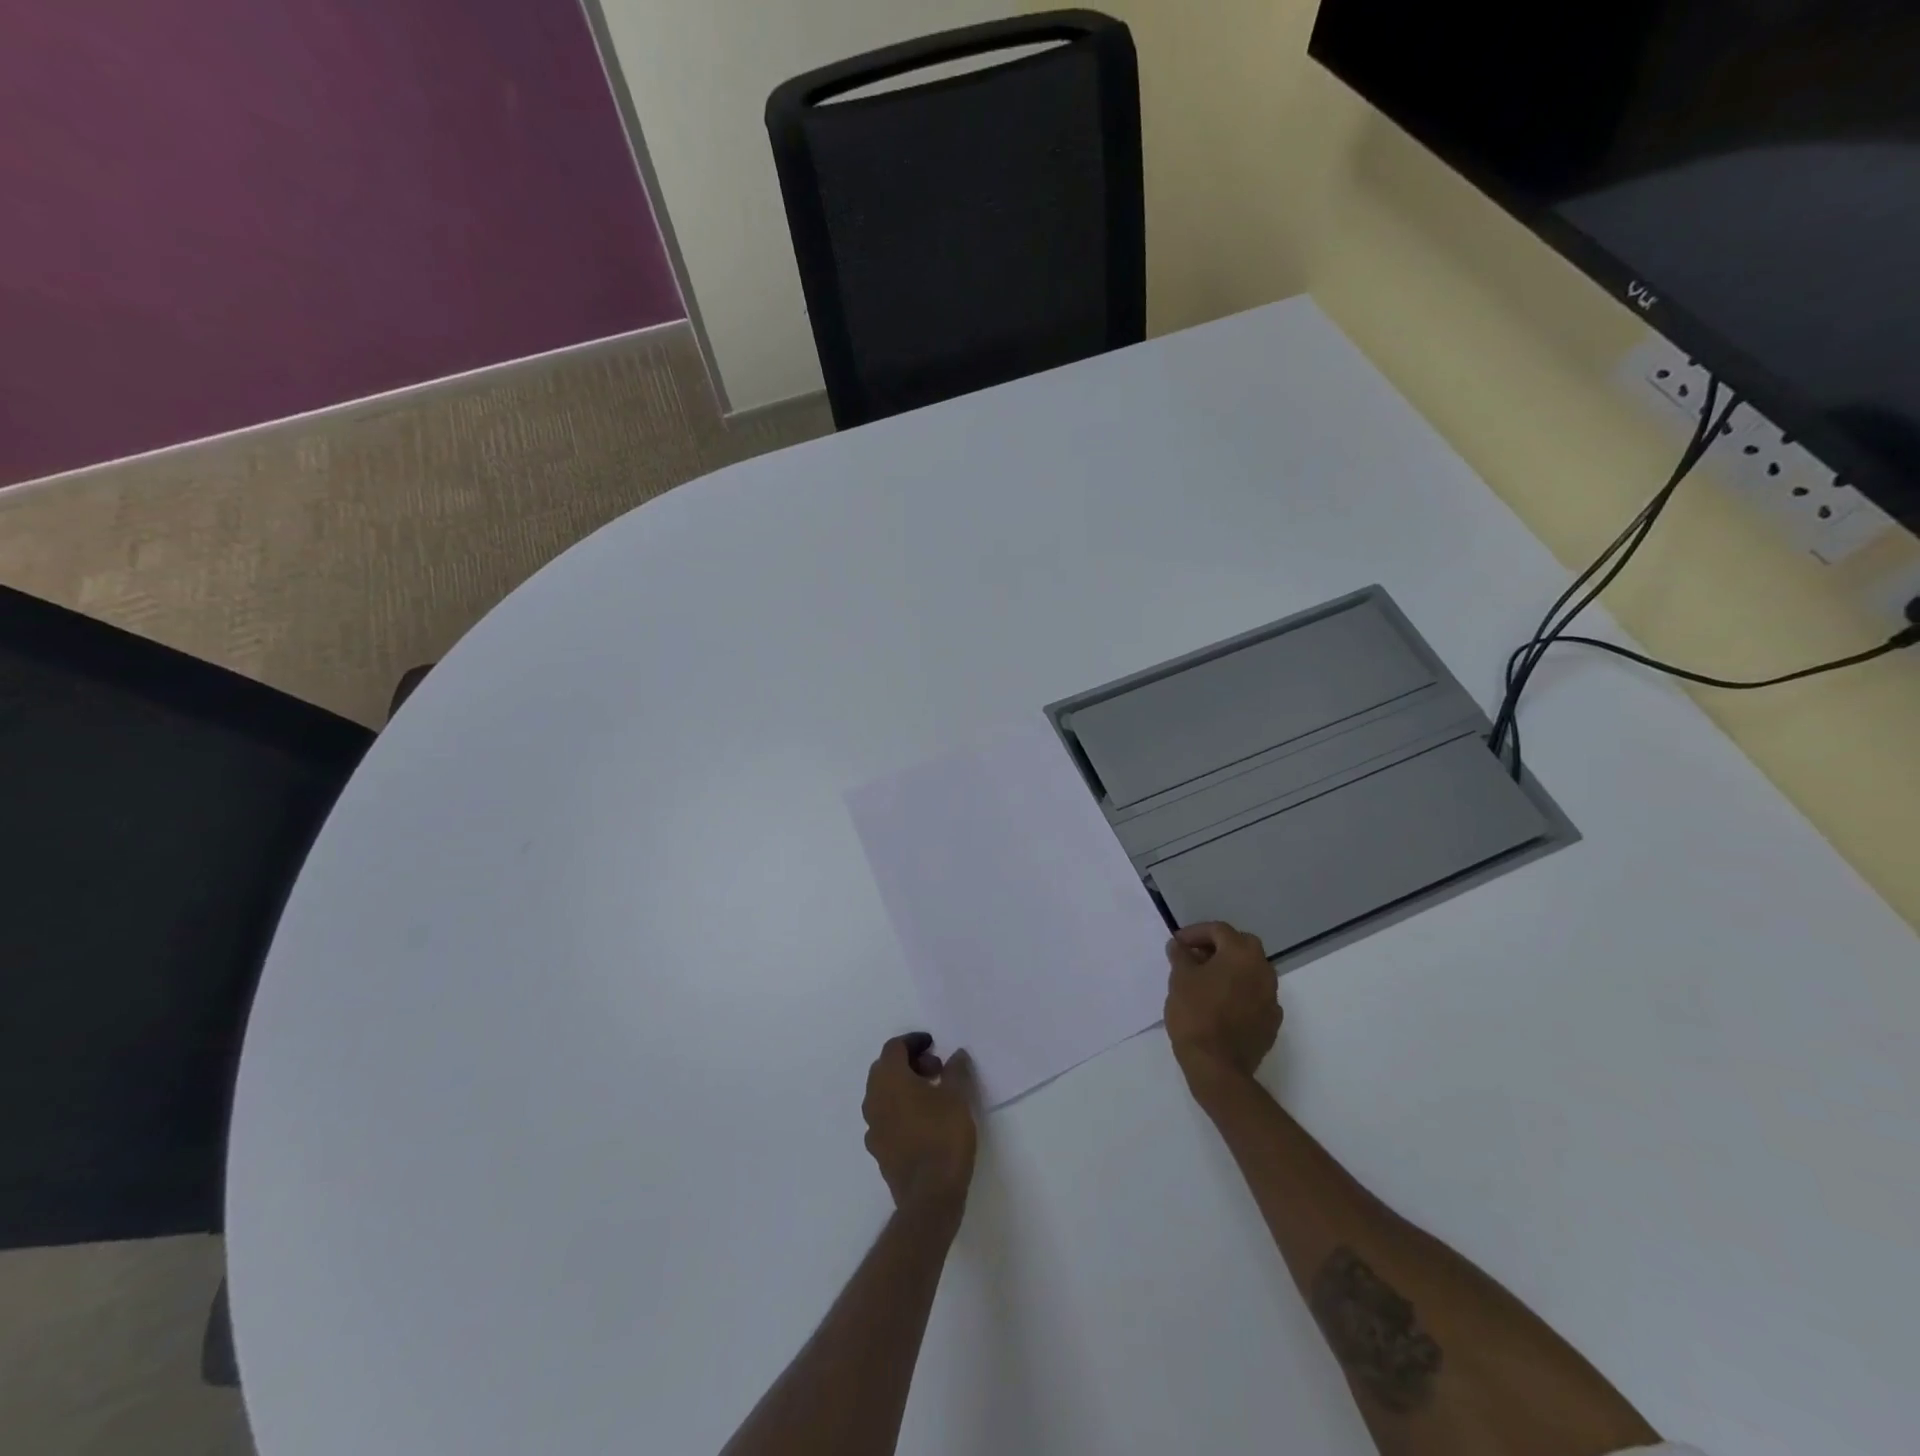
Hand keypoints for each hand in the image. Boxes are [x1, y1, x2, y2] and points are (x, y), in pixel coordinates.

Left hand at [862, 1033, 977, 1217]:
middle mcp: (874, 1099)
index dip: (914, 1041)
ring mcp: (873, 1127)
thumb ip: (956, 1070)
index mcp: (889, 1080)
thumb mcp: (958, 1097)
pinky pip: (886, 1117)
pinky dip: (901, 1109)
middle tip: (937, 1070)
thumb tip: (956, 1055)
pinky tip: (924, 1121)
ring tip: (934, 1095)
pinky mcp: (878, 1150)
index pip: (894, 1047)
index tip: (934, 1045)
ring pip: (884, 1094)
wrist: (929, 1197)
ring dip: (904, 1086)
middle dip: (910, 1063)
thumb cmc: (943, 1137)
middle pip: (886, 1068)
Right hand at [1165, 921, 1281, 1086]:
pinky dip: (1239, 991)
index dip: (1195, 932)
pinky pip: (1255, 995)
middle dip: (1218, 946)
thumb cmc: (1195, 1014)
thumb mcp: (1180, 979)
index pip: (1219, 930)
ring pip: (1251, 970)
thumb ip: (1181, 956)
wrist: (1217, 1066)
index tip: (1177, 943)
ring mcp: (1272, 997)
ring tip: (1206, 980)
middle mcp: (1263, 970)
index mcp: (1241, 954)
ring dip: (1231, 969)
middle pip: (1241, 945)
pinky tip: (1221, 1003)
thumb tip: (1179, 946)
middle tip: (1195, 956)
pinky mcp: (1272, 1021)